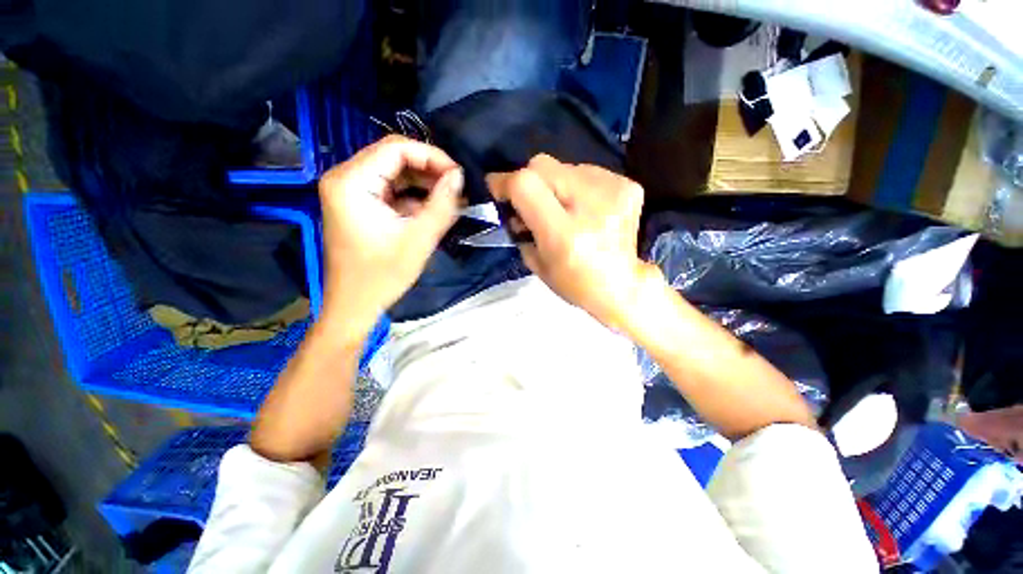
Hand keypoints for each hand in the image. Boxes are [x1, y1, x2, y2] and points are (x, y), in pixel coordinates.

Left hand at [318, 135, 462, 340]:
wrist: (354, 304)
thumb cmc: (382, 276)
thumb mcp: (419, 240)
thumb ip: (442, 205)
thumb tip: (459, 176)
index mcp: (351, 182)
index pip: (396, 148)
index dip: (432, 156)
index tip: (458, 175)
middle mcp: (345, 178)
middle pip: (393, 156)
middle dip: (429, 169)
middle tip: (457, 186)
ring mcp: (349, 190)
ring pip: (394, 172)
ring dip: (423, 182)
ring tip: (451, 197)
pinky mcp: (357, 203)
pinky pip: (390, 188)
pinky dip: (413, 195)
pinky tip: (433, 207)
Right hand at [486, 154, 655, 328]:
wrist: (622, 286)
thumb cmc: (574, 283)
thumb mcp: (536, 264)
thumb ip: (519, 228)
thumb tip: (513, 204)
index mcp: (564, 234)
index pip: (526, 184)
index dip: (505, 182)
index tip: (498, 190)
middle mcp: (591, 205)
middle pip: (543, 165)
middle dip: (529, 181)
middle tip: (532, 204)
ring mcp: (614, 191)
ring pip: (565, 166)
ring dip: (555, 185)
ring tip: (563, 210)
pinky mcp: (628, 185)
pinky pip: (587, 173)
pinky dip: (577, 186)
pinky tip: (584, 208)